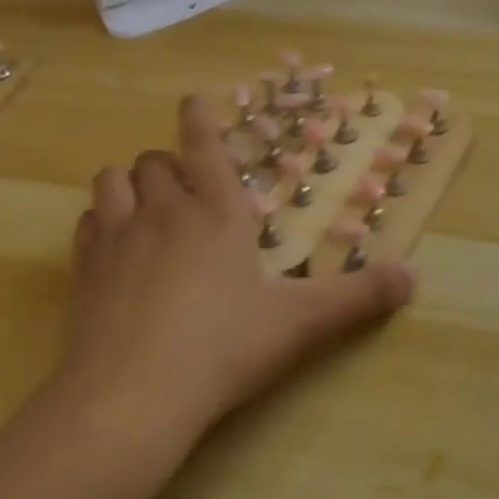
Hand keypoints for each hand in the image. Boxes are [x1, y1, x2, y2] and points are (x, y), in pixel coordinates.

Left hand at [58, 95, 414, 441]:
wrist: (129, 400)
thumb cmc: (222, 349)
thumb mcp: (300, 325)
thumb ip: (359, 297)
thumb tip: (415, 276)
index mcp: (217, 213)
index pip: (204, 144)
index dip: (199, 116)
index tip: (194, 98)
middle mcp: (164, 212)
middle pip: (155, 160)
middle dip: (170, 163)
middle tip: (188, 189)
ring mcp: (118, 238)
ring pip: (113, 180)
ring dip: (130, 183)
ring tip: (147, 206)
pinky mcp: (83, 271)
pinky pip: (87, 223)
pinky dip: (101, 221)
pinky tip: (113, 246)